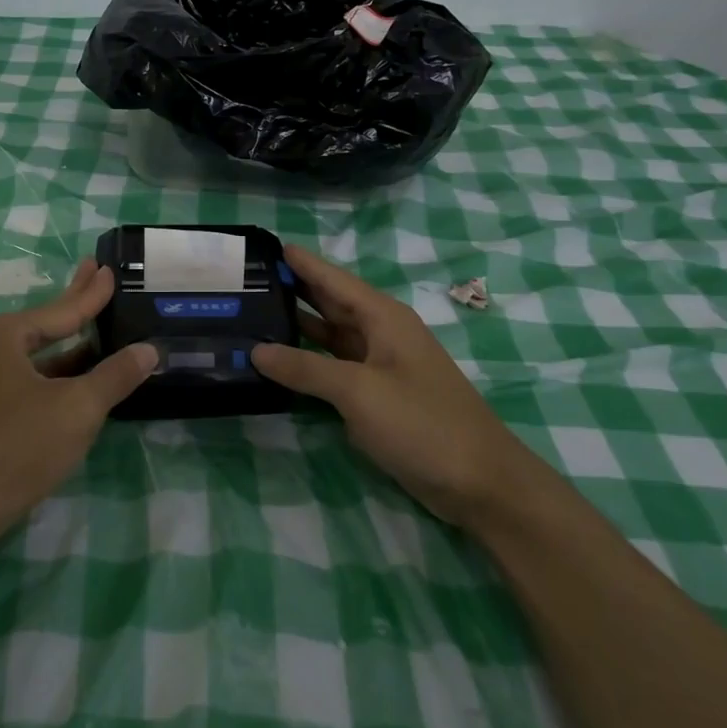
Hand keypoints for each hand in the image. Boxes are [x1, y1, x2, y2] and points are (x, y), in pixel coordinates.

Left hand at [0, 259, 156, 552]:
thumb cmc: (15, 449)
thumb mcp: (76, 411)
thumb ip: (114, 377)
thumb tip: (149, 350)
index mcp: (2, 335)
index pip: (61, 309)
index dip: (91, 293)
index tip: (108, 270)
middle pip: (42, 324)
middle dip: (73, 303)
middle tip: (95, 271)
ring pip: (30, 356)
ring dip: (63, 346)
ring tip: (92, 329)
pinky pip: (19, 379)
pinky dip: (48, 374)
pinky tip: (67, 380)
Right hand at [252, 245, 522, 528]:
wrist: (479, 482)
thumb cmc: (421, 423)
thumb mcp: (358, 391)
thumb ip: (305, 368)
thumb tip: (255, 350)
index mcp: (383, 317)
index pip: (333, 278)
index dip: (301, 262)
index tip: (265, 245)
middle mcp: (381, 333)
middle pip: (331, 302)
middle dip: (294, 289)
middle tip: (246, 279)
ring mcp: (381, 365)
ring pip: (332, 334)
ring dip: (298, 325)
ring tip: (254, 313)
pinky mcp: (379, 395)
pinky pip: (336, 366)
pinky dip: (310, 361)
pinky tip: (282, 361)